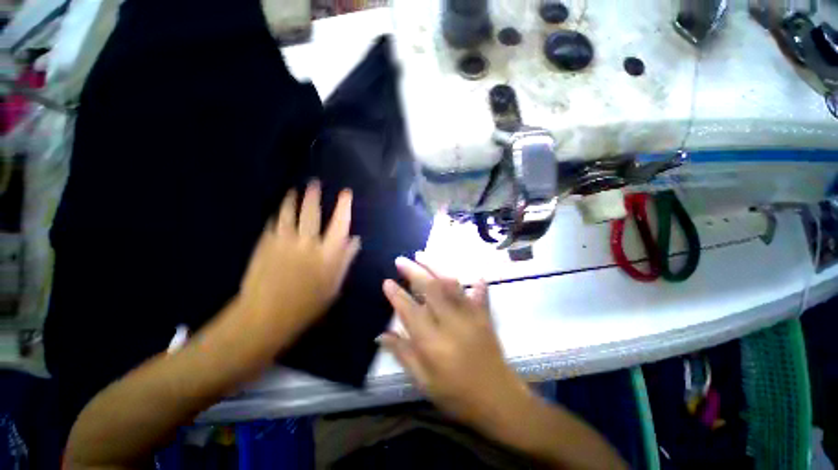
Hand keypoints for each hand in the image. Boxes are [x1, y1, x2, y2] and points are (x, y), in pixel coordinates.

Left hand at [237, 181, 360, 351]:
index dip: (343, 206)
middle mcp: (307, 243)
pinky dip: (277, 216)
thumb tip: (355, 239)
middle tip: (314, 183)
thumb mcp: (334, 284)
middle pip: (311, 213)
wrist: (266, 316)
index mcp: (327, 253)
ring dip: (292, 200)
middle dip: (313, 196)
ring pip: (289, 214)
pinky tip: (278, 212)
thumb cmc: (307, 304)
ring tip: (294, 190)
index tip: (345, 193)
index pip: (340, 224)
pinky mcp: (265, 245)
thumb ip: (345, 259)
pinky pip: (273, 224)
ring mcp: (283, 242)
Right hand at [380, 258, 530, 426]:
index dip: (396, 295)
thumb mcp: (424, 381)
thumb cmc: (456, 396)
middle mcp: (451, 323)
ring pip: (451, 285)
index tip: (386, 281)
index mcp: (433, 343)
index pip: (410, 311)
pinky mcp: (484, 316)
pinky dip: (476, 283)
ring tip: (422, 255)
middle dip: (414, 272)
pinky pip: (479, 294)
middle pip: (430, 289)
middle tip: (401, 260)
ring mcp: (471, 317)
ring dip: (436, 267)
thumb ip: (403, 354)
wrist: (499, 401)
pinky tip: (474, 274)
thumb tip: (380, 335)